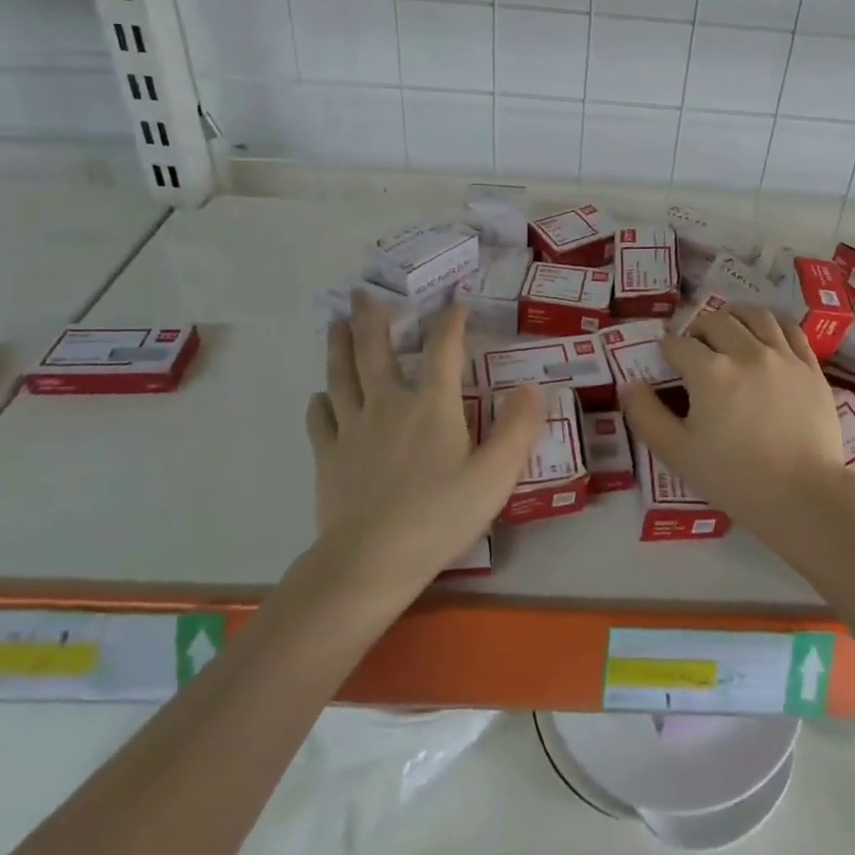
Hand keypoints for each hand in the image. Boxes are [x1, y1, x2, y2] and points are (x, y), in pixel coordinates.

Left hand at [302, 293, 545, 607]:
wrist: (369, 562)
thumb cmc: (439, 516)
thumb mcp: (495, 475)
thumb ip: (518, 428)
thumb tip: (534, 387)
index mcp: (432, 405)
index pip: (444, 349)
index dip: (450, 321)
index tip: (454, 302)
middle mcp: (390, 404)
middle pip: (376, 351)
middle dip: (372, 318)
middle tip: (362, 292)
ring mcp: (354, 428)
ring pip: (342, 375)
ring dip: (339, 346)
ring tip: (336, 324)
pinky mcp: (329, 456)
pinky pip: (321, 418)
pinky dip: (321, 401)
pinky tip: (321, 396)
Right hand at [618, 303, 854, 568]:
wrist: (804, 497)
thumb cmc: (736, 478)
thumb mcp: (678, 453)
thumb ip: (646, 415)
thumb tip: (628, 384)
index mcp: (710, 372)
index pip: (678, 344)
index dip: (667, 349)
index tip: (666, 359)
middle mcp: (746, 352)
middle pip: (715, 321)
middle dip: (697, 328)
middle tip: (694, 346)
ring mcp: (783, 356)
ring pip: (755, 315)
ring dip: (734, 315)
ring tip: (728, 326)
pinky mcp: (810, 367)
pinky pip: (790, 329)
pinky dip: (772, 323)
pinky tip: (765, 333)